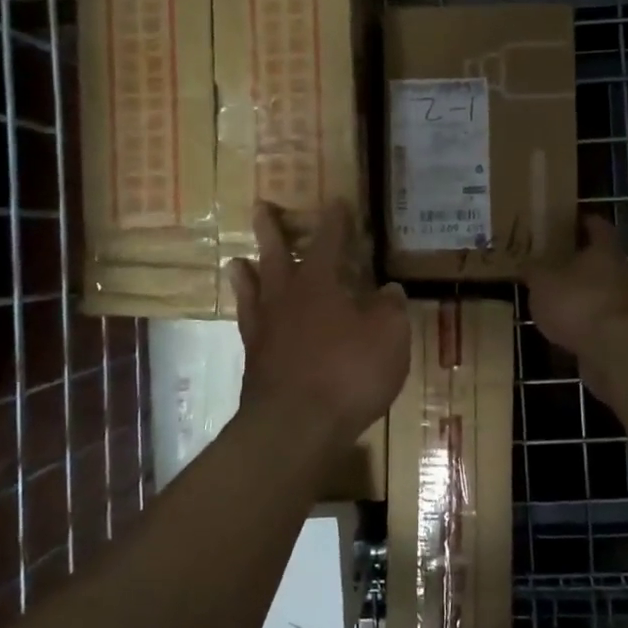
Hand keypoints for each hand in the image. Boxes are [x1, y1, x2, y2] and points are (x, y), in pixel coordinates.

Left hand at [229, 201, 410, 449]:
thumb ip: (389, 309)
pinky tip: (250, 318)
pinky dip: (248, 315)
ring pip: (252, 290)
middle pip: (276, 255)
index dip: (335, 221)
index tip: (336, 202)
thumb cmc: (348, 373)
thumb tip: (389, 289)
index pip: (329, 241)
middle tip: (261, 208)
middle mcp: (286, 298)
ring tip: (237, 261)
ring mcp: (265, 329)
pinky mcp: (255, 361)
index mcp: (320, 284)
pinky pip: (248, 326)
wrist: (296, 426)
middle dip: (271, 230)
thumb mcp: (388, 338)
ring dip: (246, 273)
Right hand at [526, 215, 627, 400]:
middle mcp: (622, 270)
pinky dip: (588, 318)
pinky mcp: (627, 330)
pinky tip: (568, 325)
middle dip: (581, 260)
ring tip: (557, 296)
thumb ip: (534, 271)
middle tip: (555, 260)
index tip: (568, 222)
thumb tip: (527, 264)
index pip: (597, 226)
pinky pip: (603, 316)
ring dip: (584, 291)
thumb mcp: (542, 283)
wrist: (616, 350)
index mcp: (605, 250)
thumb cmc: (578, 303)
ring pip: (603, 289)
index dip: (583, 222)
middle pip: (602, 258)